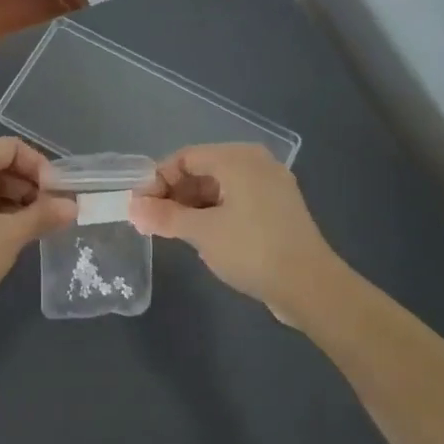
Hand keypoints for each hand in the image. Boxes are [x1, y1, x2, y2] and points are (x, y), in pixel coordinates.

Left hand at [0, 138, 75, 316]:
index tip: (57, 193)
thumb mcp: (10, 235)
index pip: (10, 148)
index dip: (39, 167)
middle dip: (25, 185)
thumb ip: (42, 215)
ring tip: (31, 226)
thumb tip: (72, 207)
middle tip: (48, 212)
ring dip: (9, 200)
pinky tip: (5, 234)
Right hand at [129, 143, 342, 319]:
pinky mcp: (278, 208)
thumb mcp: (201, 233)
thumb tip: (132, 208)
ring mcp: (271, 185)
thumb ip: (164, 216)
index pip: (185, 157)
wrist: (311, 286)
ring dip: (192, 205)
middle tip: (153, 221)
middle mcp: (256, 163)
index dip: (157, 179)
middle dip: (174, 193)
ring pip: (219, 186)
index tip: (140, 206)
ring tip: (172, 231)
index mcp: (238, 158)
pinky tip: (202, 236)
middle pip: (202, 169)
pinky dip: (214, 213)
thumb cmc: (252, 250)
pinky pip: (236, 200)